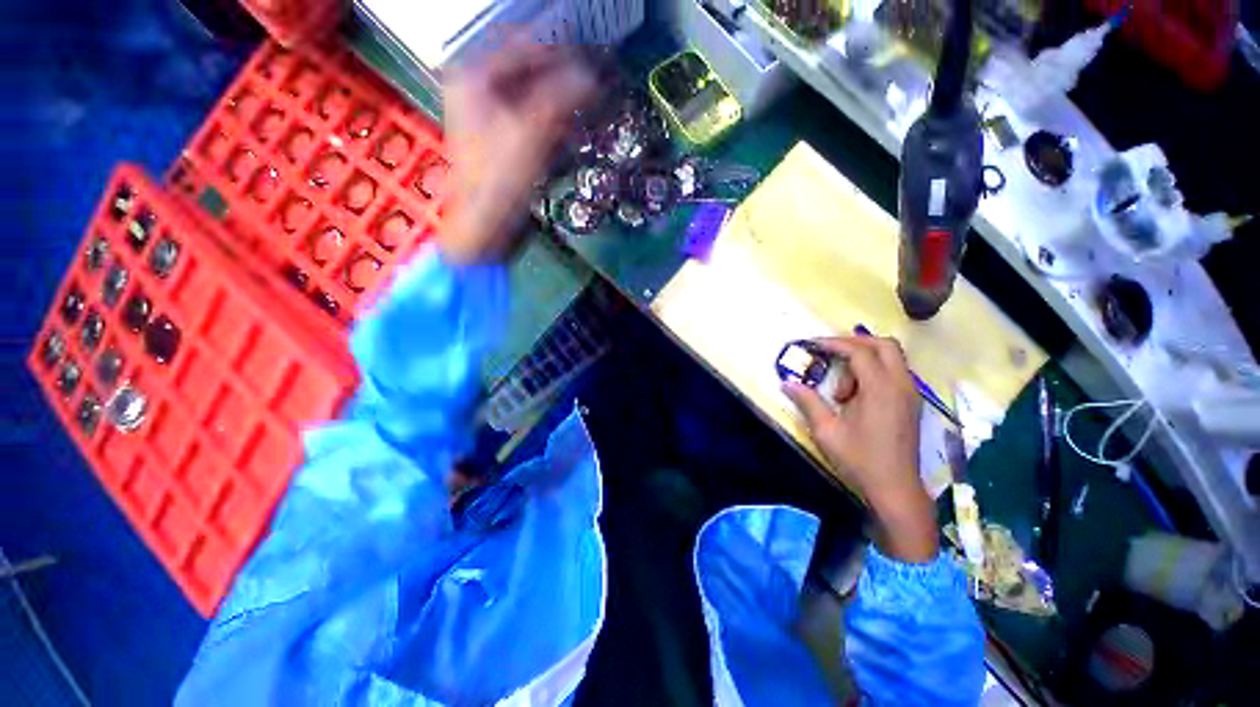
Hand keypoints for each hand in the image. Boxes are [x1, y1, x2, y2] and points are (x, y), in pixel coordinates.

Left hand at [440, 39, 595, 263]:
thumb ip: (562, 97)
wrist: (486, 225)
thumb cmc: (500, 178)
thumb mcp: (532, 133)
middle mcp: (478, 89)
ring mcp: (490, 115)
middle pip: (529, 72)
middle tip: (596, 86)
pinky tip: (570, 131)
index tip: (595, 61)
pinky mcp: (503, 139)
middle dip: (564, 79)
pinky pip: (532, 120)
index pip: (524, 47)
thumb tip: (593, 75)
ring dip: (562, 102)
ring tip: (588, 108)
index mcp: (474, 76)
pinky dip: (553, 123)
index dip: (562, 52)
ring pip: (533, 97)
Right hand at [783, 336, 937, 561]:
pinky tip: (855, 393)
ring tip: (842, 386)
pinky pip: (894, 371)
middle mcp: (900, 385)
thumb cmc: (859, 459)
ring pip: (892, 356)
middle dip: (854, 342)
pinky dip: (874, 370)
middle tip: (829, 352)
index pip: (859, 351)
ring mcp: (910, 393)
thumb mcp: (826, 431)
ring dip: (864, 358)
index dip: (834, 344)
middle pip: (883, 345)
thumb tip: (787, 384)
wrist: (895, 488)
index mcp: (880, 389)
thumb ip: (807, 402)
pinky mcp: (911, 402)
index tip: (812, 345)